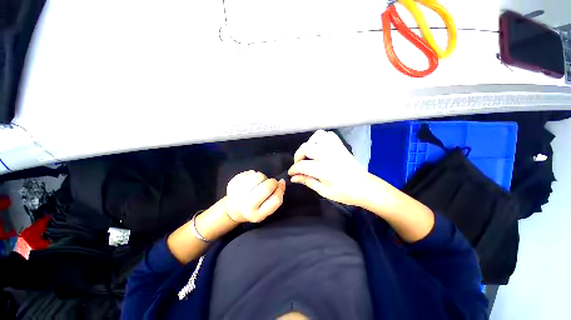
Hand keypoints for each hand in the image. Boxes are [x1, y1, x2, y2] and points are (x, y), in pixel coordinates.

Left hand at [224, 170, 285, 222]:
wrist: (233, 209)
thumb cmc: (254, 208)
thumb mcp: (266, 210)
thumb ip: (275, 198)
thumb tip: (281, 182)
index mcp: (257, 215)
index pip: (276, 199)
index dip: (281, 189)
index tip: (281, 183)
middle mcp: (247, 206)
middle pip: (267, 187)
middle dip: (272, 182)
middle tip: (270, 182)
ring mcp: (238, 195)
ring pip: (258, 177)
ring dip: (262, 177)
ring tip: (259, 182)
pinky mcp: (232, 184)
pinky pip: (250, 172)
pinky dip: (253, 174)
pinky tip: (250, 181)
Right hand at [288, 130, 369, 205]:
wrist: (365, 188)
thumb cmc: (345, 193)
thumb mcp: (323, 191)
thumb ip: (307, 181)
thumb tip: (294, 178)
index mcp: (324, 170)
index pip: (302, 166)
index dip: (293, 169)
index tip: (291, 173)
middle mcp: (328, 156)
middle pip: (306, 148)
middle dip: (298, 155)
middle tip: (299, 164)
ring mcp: (335, 149)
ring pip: (317, 136)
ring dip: (309, 144)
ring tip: (309, 153)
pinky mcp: (341, 146)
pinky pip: (329, 135)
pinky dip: (321, 138)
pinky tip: (319, 147)